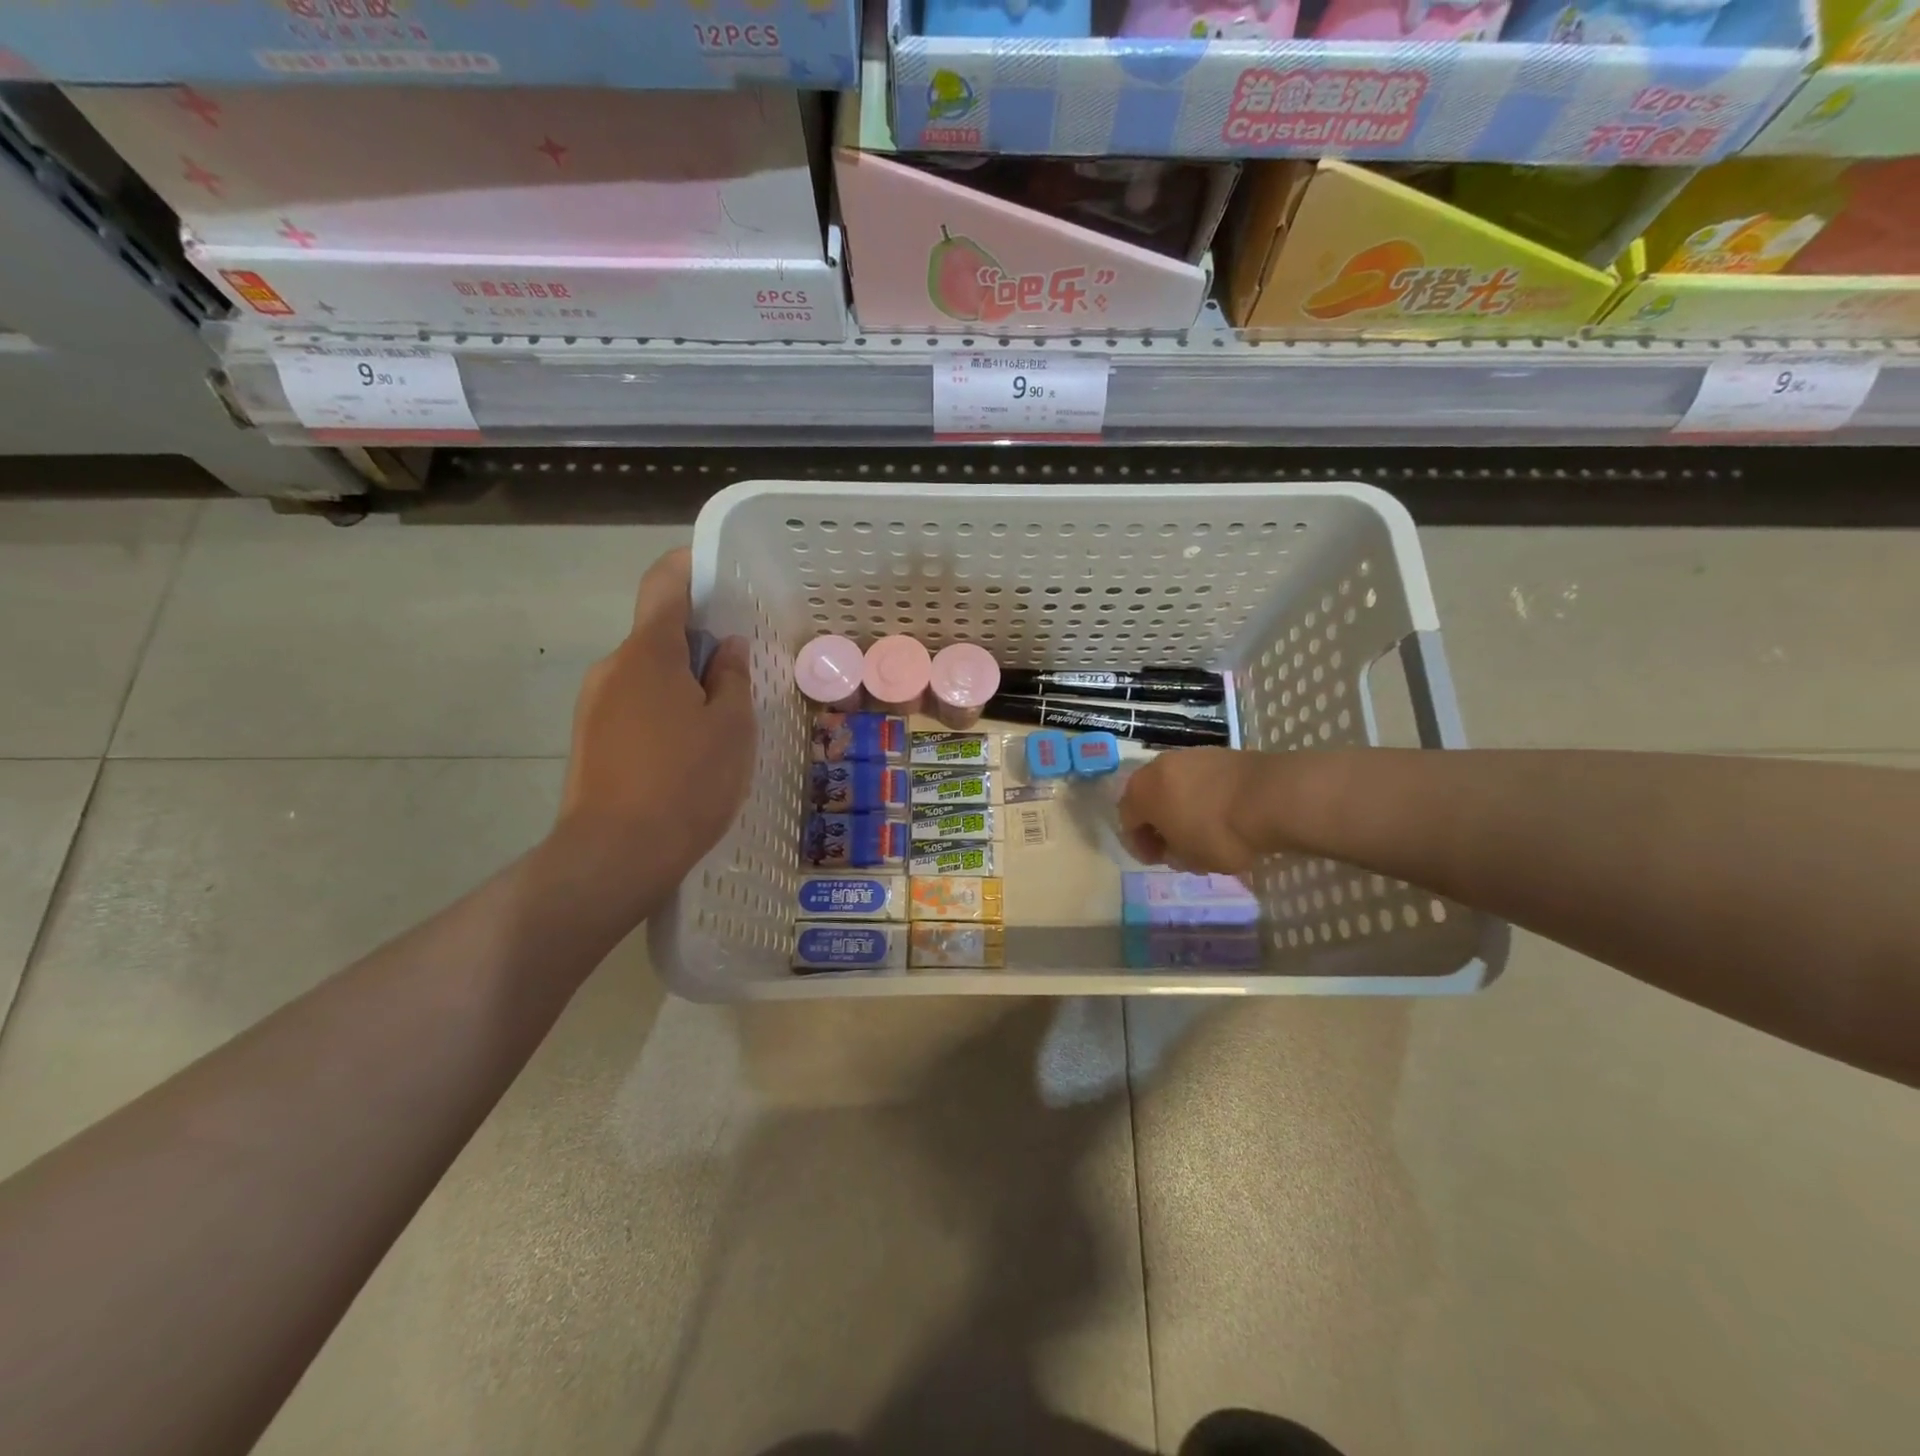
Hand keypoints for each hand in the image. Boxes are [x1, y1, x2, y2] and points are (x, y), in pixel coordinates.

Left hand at [556, 547, 755, 894]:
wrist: (615, 855)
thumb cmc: (686, 782)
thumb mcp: (732, 727)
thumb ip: (732, 678)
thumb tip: (725, 648)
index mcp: (648, 652)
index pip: (664, 584)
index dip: (691, 566)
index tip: (722, 576)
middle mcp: (612, 667)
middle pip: (657, 633)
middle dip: (699, 643)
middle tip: (740, 673)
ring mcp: (594, 705)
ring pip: (647, 674)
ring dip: (682, 683)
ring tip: (719, 724)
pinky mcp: (590, 740)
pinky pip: (634, 706)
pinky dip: (664, 711)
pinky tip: (688, 752)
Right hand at [1117, 747, 1269, 874]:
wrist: (1270, 797)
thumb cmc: (1219, 833)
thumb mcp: (1191, 859)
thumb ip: (1173, 854)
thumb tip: (1172, 848)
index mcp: (1141, 793)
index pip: (1127, 820)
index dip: (1139, 845)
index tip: (1158, 860)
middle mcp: (1157, 767)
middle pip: (1148, 796)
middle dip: (1157, 821)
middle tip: (1173, 843)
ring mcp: (1188, 755)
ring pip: (1174, 784)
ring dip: (1179, 805)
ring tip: (1199, 827)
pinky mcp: (1217, 752)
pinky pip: (1199, 778)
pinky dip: (1202, 794)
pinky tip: (1221, 812)